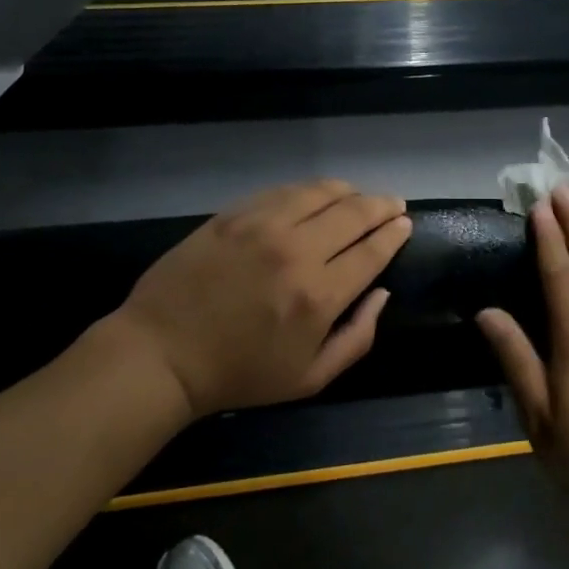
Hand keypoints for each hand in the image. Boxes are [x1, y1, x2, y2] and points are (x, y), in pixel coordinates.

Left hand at [116, 180, 412, 418]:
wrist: (163, 352)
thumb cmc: (239, 374)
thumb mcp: (310, 378)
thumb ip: (357, 338)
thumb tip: (382, 294)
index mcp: (319, 295)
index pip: (372, 250)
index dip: (394, 233)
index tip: (404, 224)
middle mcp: (296, 251)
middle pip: (353, 213)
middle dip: (381, 205)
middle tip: (392, 204)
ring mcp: (261, 226)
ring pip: (319, 192)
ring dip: (347, 191)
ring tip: (358, 196)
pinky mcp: (233, 214)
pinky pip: (282, 191)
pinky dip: (308, 190)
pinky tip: (314, 196)